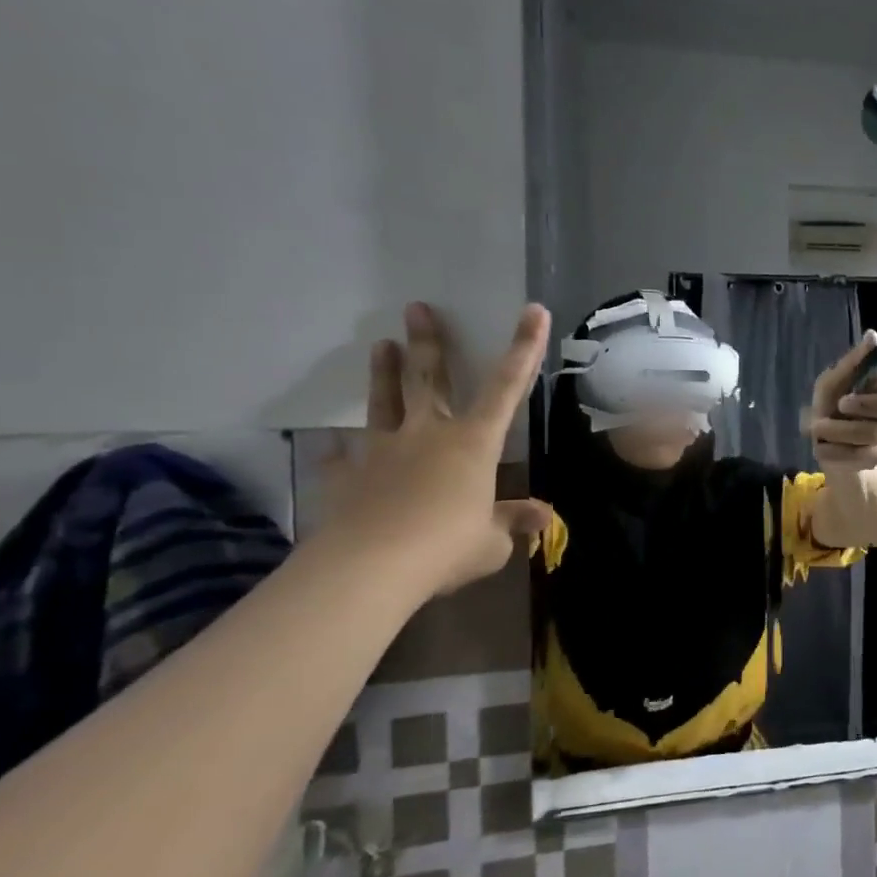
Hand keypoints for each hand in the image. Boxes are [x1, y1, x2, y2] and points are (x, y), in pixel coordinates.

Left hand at [320, 302, 552, 595]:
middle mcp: (429, 434)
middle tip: (417, 308)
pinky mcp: (347, 475)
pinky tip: (332, 445)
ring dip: (384, 373)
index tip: (533, 311)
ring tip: (381, 344)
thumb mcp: (492, 542)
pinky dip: (339, 451)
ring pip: (385, 403)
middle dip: (429, 342)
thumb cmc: (447, 547)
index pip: (508, 387)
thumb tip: (544, 516)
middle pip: (430, 379)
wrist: (371, 568)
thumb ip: (513, 522)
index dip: (524, 347)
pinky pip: (342, 457)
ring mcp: (383, 451)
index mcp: (474, 443)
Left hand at [803, 330, 876, 471]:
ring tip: (815, 430)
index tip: (844, 399)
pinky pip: (858, 462)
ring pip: (870, 446)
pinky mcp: (874, 463)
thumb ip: (854, 361)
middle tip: (822, 421)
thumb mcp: (834, 381)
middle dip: (853, 425)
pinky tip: (819, 448)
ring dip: (837, 437)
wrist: (823, 441)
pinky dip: (835, 453)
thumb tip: (873, 335)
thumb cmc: (832, 404)